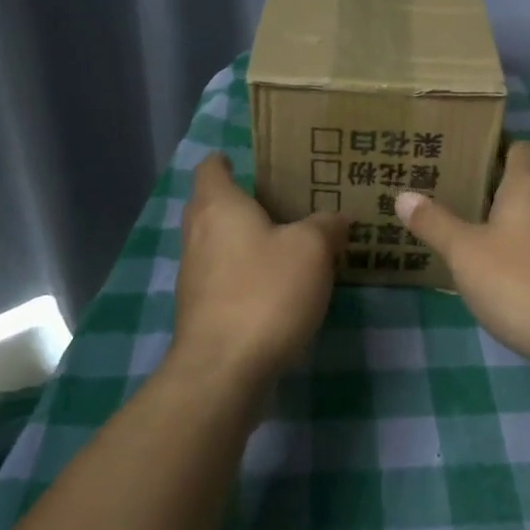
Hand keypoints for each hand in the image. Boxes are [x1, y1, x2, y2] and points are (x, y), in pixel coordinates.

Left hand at [171, 154, 347, 386]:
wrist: (224, 369)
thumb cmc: (265, 292)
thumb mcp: (312, 249)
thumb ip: (326, 225)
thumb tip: (336, 218)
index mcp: (218, 206)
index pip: (211, 167)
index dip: (229, 160)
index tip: (257, 162)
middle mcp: (197, 234)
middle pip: (212, 204)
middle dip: (242, 201)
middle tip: (284, 201)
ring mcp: (193, 275)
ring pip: (217, 243)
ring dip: (244, 240)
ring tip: (287, 242)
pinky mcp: (199, 310)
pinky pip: (222, 277)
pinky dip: (244, 273)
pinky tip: (276, 286)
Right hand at [396, 141, 529, 387]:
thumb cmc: (519, 282)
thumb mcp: (464, 252)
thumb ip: (434, 222)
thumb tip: (403, 195)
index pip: (521, 148)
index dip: (495, 148)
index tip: (464, 156)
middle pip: (526, 184)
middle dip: (492, 188)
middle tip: (452, 194)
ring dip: (507, 223)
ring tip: (468, 232)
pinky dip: (522, 253)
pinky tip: (497, 272)